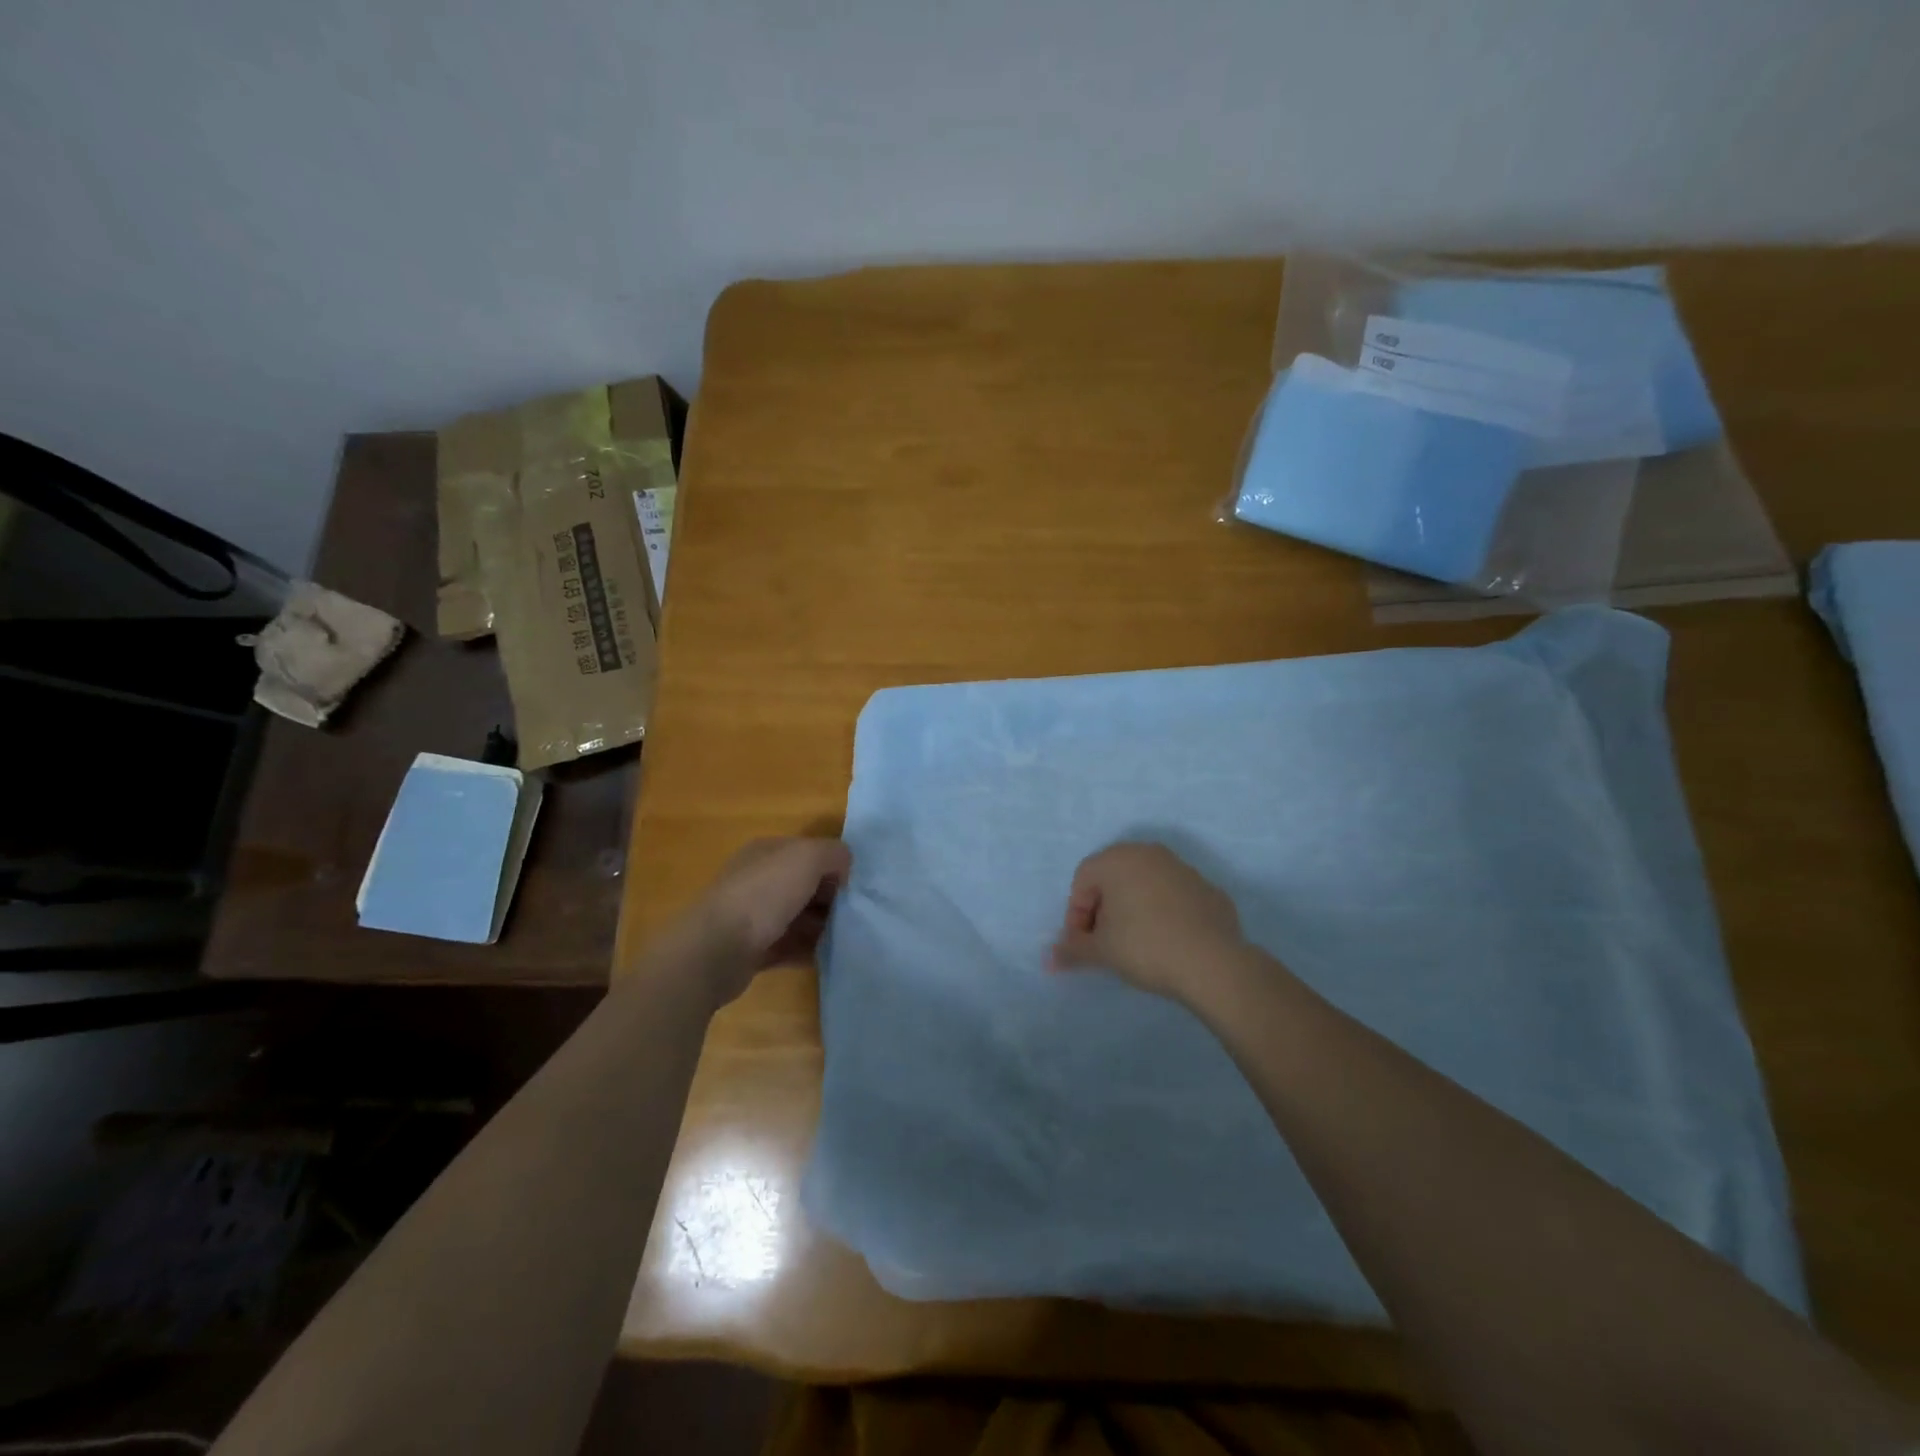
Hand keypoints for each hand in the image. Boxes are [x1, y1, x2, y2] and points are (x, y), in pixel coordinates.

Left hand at [656, 837, 851, 1007]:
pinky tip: (829, 955)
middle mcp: (758, 879)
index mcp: (767, 852)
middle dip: (830, 897)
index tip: (855, 885)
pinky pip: (789, 946)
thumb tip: (845, 865)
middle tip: (855, 913)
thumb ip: (833, 853)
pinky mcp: (752, 949)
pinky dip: (809, 950)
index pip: (808, 852)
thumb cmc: (763, 895)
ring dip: (822, 926)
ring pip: (798, 916)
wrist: (716, 950)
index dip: (833, 865)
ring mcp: (753, 915)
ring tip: (848, 936)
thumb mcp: (807, 858)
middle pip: (804, 885)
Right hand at [1050, 842, 1246, 1004]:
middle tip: (1105, 943)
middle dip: (1103, 909)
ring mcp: (1183, 869)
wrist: (1213, 962)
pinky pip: (1174, 898)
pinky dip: (1164, 914)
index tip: (1084, 944)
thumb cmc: (1144, 946)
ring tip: (1136, 945)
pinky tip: (1168, 943)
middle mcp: (1149, 853)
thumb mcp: (1101, 951)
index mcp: (1118, 859)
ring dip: (1133, 909)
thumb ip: (1072, 950)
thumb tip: (1049, 960)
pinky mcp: (1208, 889)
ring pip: (1145, 885)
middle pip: (1113, 877)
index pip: (1083, 879)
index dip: (1076, 914)